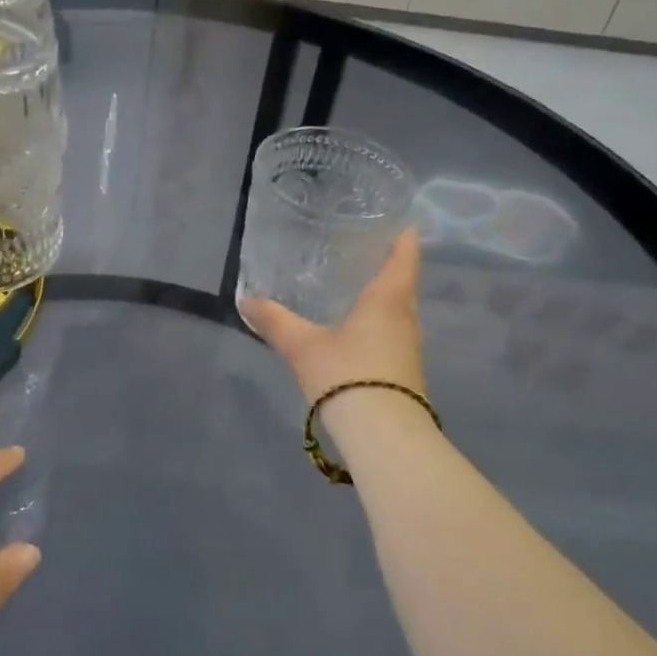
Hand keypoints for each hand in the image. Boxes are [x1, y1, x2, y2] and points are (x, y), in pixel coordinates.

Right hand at [239, 228, 426, 402]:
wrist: (383, 436)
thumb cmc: (346, 375)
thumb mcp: (302, 346)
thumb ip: (275, 321)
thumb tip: (246, 300)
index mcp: (387, 299)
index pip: (404, 256)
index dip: (403, 236)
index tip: (399, 220)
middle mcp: (406, 318)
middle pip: (403, 283)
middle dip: (388, 267)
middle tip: (363, 252)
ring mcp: (410, 348)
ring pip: (400, 312)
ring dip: (385, 298)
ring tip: (356, 289)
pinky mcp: (407, 373)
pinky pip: (395, 336)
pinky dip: (380, 325)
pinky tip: (358, 333)